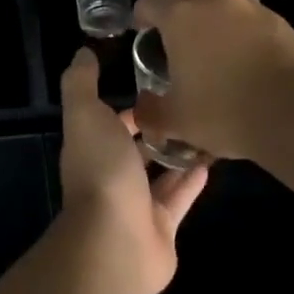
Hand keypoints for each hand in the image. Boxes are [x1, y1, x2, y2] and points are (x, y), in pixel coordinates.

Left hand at [59, 48, 207, 293]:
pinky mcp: (162, 227)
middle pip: (136, 148)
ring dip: (179, 153)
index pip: (110, 120)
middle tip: (190, 104)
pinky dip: (192, 181)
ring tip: (208, 128)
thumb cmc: (101, 170)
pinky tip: (212, 161)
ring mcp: (137, 203)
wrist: (116, 241)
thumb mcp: (85, 115)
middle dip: (158, 128)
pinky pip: (180, 197)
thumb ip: (81, 83)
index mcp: (92, 147)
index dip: (130, 104)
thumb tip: (83, 52)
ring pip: (160, 173)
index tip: (157, 84)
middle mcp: (112, 174)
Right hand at [131, 0, 293, 160]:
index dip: (143, 12)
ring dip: (219, 10)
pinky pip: (257, 18)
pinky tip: (250, 60)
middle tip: (182, 26)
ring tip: (219, 43)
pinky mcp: (283, 23)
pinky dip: (248, 31)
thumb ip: (153, 112)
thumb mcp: (178, 121)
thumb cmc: (226, 111)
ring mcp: (253, 9)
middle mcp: (215, 2)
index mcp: (181, 17)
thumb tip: (143, 111)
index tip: (143, 30)